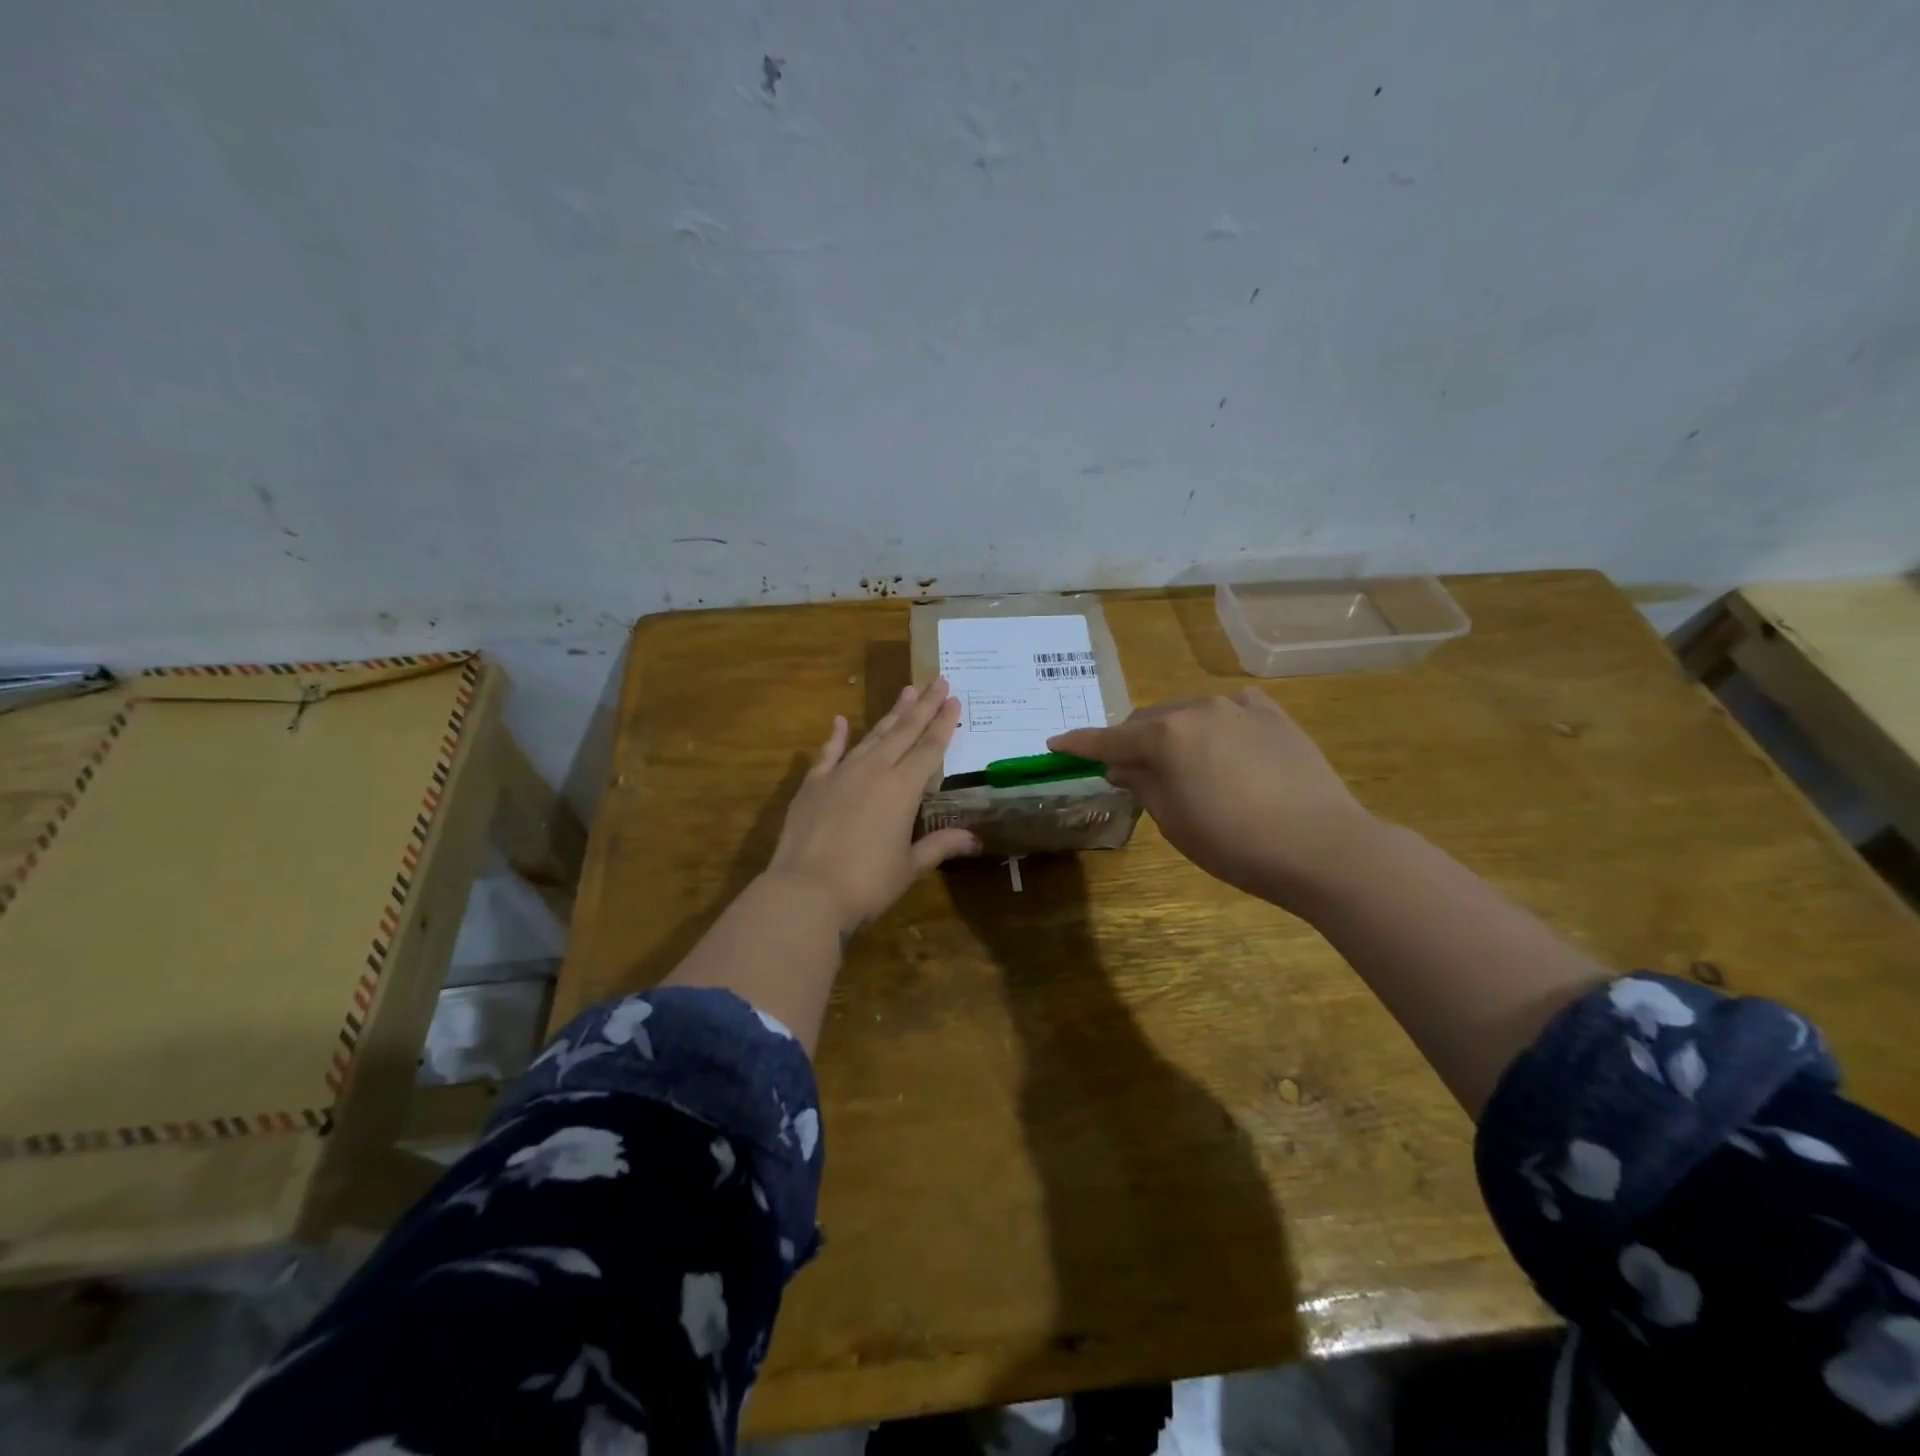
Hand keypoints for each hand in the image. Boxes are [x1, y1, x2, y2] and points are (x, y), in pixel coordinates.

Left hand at [766, 678, 980, 933]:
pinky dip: (836, 736)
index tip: (954, 699)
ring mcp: (841, 773)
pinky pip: (828, 753)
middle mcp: (875, 771)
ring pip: (872, 735)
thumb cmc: (867, 883)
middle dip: (924, 705)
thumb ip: (940, 846)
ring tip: (906, 690)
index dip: (944, 723)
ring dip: (891, 713)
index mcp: (903, 789)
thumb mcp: (909, 867)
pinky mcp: (813, 784)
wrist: (806, 891)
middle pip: (904, 731)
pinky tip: (840, 720)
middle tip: (938, 679)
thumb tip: (974, 840)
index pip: (930, 748)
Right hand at [1049, 688, 1380, 905]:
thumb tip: (1122, 765)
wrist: (1323, 847)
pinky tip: (1223, 743)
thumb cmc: (1235, 843)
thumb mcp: (1174, 821)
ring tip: (1180, 764)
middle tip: (1127, 771)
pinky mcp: (1274, 716)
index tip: (1055, 744)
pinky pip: (1231, 710)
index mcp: (1166, 736)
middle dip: (1131, 742)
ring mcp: (1240, 708)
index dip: (1079, 744)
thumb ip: (1141, 784)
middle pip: (1149, 721)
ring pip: (1189, 713)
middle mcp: (1198, 709)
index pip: (1110, 739)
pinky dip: (1215, 725)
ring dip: (1173, 734)